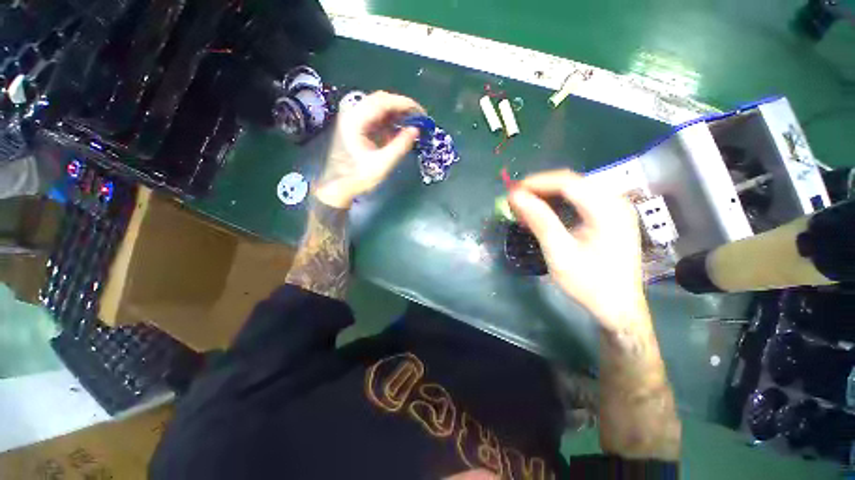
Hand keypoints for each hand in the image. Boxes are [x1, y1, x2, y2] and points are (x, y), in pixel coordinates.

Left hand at [314, 91, 424, 207]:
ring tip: (413, 124)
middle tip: (419, 118)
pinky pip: (377, 118)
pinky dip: (390, 122)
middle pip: (381, 100)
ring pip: (379, 108)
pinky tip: (400, 130)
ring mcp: (354, 119)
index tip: (421, 112)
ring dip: (397, 114)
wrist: (340, 186)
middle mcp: (353, 114)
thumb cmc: (359, 177)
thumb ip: (400, 146)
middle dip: (402, 107)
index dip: (404, 104)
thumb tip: (416, 130)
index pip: (382, 102)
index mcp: (355, 121)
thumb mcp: (382, 164)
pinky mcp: (358, 127)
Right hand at [508, 169, 646, 330]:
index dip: (536, 182)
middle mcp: (615, 202)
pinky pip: (579, 201)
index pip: (567, 182)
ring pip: (574, 190)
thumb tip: (516, 196)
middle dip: (540, 189)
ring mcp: (614, 209)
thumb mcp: (560, 253)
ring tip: (525, 208)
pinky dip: (557, 204)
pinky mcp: (609, 218)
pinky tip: (542, 214)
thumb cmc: (589, 283)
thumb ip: (540, 221)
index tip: (512, 191)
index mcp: (608, 210)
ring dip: (546, 196)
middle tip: (516, 201)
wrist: (618, 308)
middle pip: (571, 183)